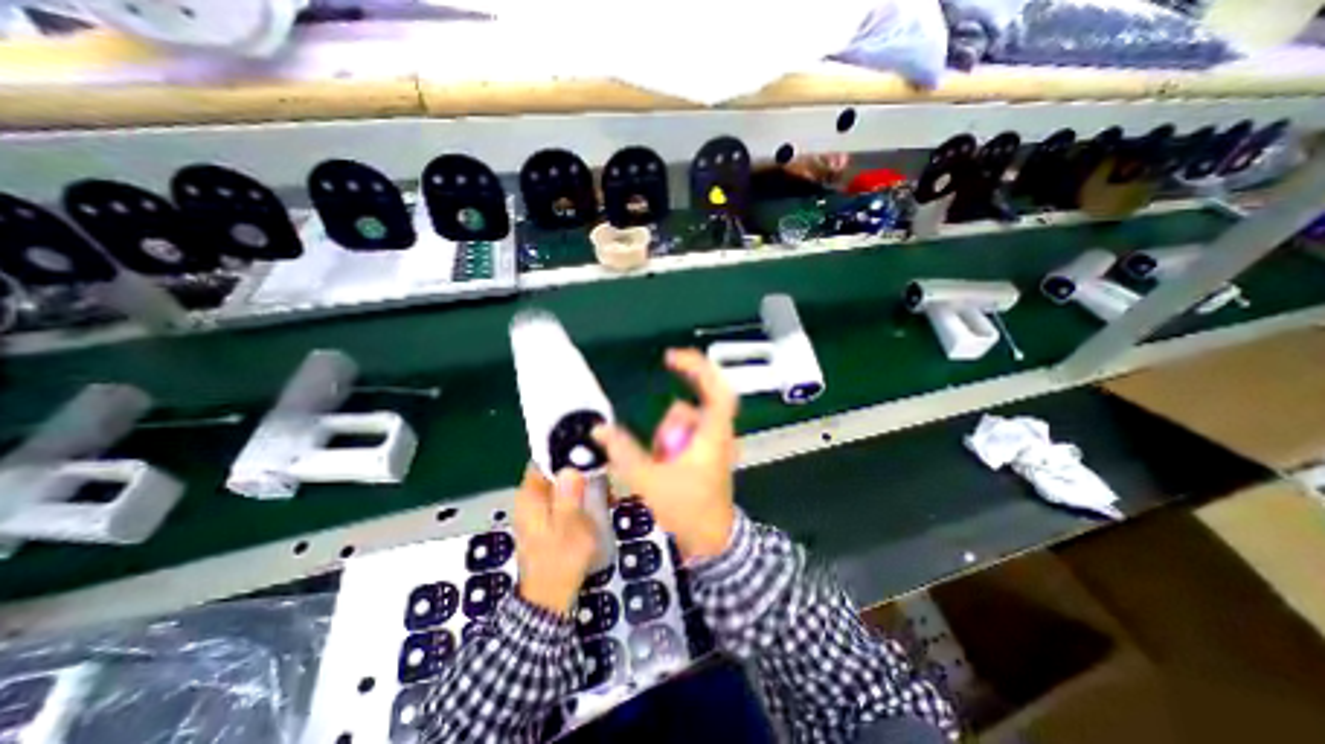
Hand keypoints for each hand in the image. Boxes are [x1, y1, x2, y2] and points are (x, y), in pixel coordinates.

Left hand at [512, 465, 601, 615]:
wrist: (549, 598)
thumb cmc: (560, 561)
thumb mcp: (569, 528)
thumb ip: (569, 497)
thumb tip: (570, 468)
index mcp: (531, 496)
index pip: (544, 460)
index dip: (566, 451)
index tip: (591, 449)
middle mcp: (530, 498)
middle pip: (555, 470)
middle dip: (581, 469)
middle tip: (605, 474)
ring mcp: (538, 509)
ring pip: (562, 483)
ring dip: (584, 483)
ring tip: (607, 490)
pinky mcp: (547, 520)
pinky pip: (565, 497)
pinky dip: (581, 496)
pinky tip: (598, 503)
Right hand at [597, 350, 741, 556]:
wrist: (710, 540)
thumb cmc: (686, 508)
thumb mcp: (649, 480)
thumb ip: (623, 452)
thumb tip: (599, 429)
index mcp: (713, 432)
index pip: (715, 387)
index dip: (697, 366)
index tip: (670, 358)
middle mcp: (718, 431)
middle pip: (695, 404)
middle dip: (670, 422)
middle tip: (657, 443)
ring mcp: (714, 442)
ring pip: (687, 422)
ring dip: (669, 436)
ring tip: (662, 466)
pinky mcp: (708, 451)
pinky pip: (686, 434)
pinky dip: (672, 443)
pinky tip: (665, 466)